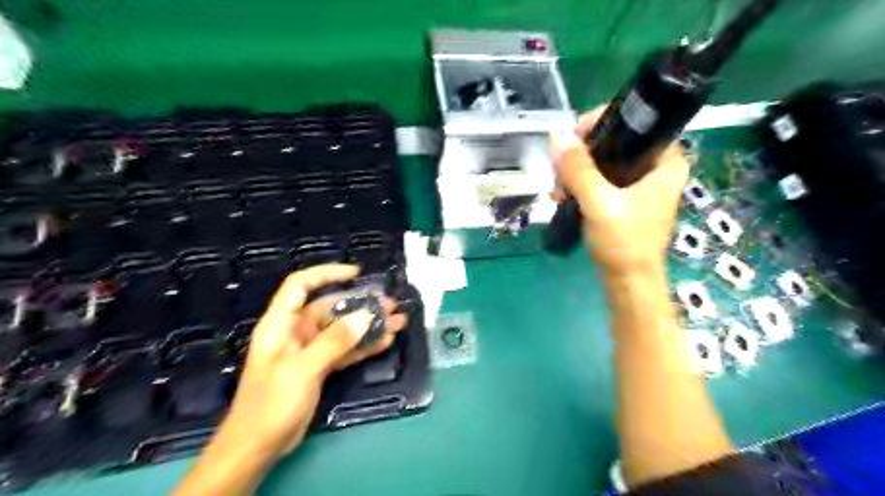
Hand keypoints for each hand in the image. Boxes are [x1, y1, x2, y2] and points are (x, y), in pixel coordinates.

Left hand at [219, 266, 405, 457]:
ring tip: (397, 321)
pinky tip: (385, 341)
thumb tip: (366, 316)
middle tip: (389, 304)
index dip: (326, 274)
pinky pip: (345, 350)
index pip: (300, 285)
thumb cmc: (272, 403)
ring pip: (342, 329)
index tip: (356, 274)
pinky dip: (364, 345)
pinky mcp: (320, 368)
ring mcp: (309, 350)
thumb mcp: (303, 368)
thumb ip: (335, 341)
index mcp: (281, 324)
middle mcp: (296, 332)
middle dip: (360, 304)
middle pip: (330, 307)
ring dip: (368, 325)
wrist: (258, 448)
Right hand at [552, 106, 690, 273]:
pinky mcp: (626, 198)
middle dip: (581, 154)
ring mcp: (641, 183)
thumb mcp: (600, 204)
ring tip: (557, 190)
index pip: (634, 123)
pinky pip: (600, 178)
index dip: (600, 124)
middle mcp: (656, 167)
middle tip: (559, 171)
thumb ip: (579, 170)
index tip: (571, 139)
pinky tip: (563, 196)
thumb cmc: (624, 243)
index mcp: (666, 161)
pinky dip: (580, 184)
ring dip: (576, 171)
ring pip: (603, 161)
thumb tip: (557, 136)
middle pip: (614, 141)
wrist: (628, 282)